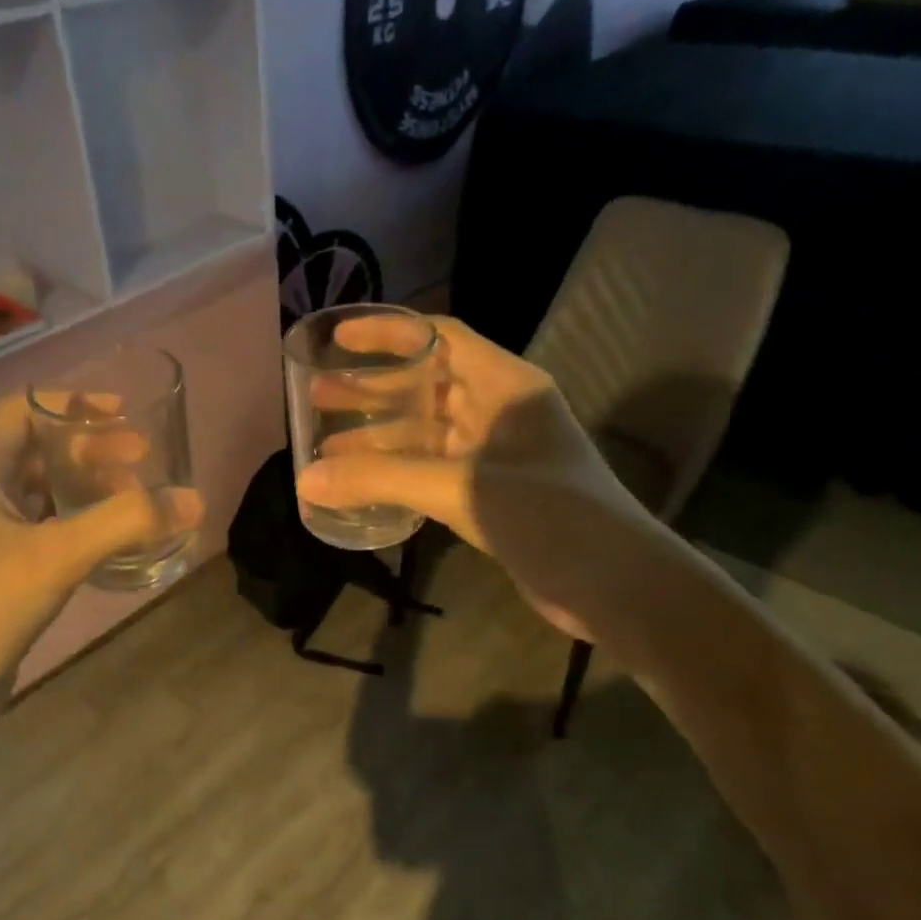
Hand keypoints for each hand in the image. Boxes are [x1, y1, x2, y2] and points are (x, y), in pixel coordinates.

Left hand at [0, 397, 203, 727]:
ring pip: (44, 494)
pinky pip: (47, 533)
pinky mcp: (0, 574)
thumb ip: (125, 522)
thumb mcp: (54, 556)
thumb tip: (194, 500)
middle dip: (92, 450)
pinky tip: (116, 540)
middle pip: (39, 452)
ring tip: (138, 497)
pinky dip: (81, 527)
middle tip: (144, 460)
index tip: (123, 413)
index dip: (72, 404)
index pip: (23, 412)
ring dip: (89, 489)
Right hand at [295, 315, 652, 639]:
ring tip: (324, 445)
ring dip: (378, 437)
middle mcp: (498, 411)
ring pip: (424, 433)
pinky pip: (431, 470)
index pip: (440, 339)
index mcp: (504, 386)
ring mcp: (494, 454)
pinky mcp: (489, 494)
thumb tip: (306, 480)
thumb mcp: (460, 486)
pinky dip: (395, 474)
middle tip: (317, 395)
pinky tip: (360, 485)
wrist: (613, 585)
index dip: (388, 334)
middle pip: (424, 387)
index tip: (338, 341)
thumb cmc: (548, 514)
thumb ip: (382, 479)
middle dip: (371, 390)